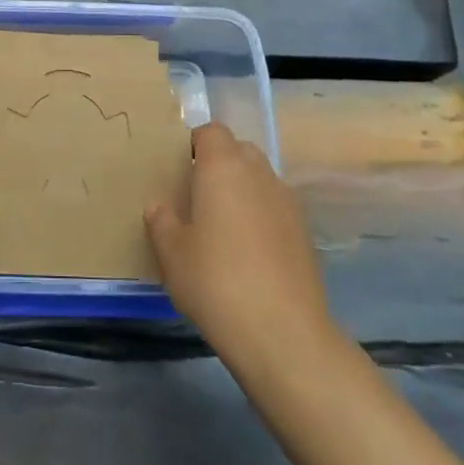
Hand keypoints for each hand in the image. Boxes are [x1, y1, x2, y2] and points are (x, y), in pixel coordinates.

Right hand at [145, 124, 336, 372]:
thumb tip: (159, 207)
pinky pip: (275, 208)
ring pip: (260, 179)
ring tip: (220, 224)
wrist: (282, 333)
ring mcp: (288, 203)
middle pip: (239, 150)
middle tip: (195, 194)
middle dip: (219, 163)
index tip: (178, 167)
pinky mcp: (304, 234)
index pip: (212, 131)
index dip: (194, 142)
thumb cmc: (215, 281)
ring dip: (241, 189)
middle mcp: (260, 174)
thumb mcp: (171, 254)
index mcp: (224, 168)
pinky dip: (260, 216)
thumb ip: (161, 222)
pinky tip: (246, 251)